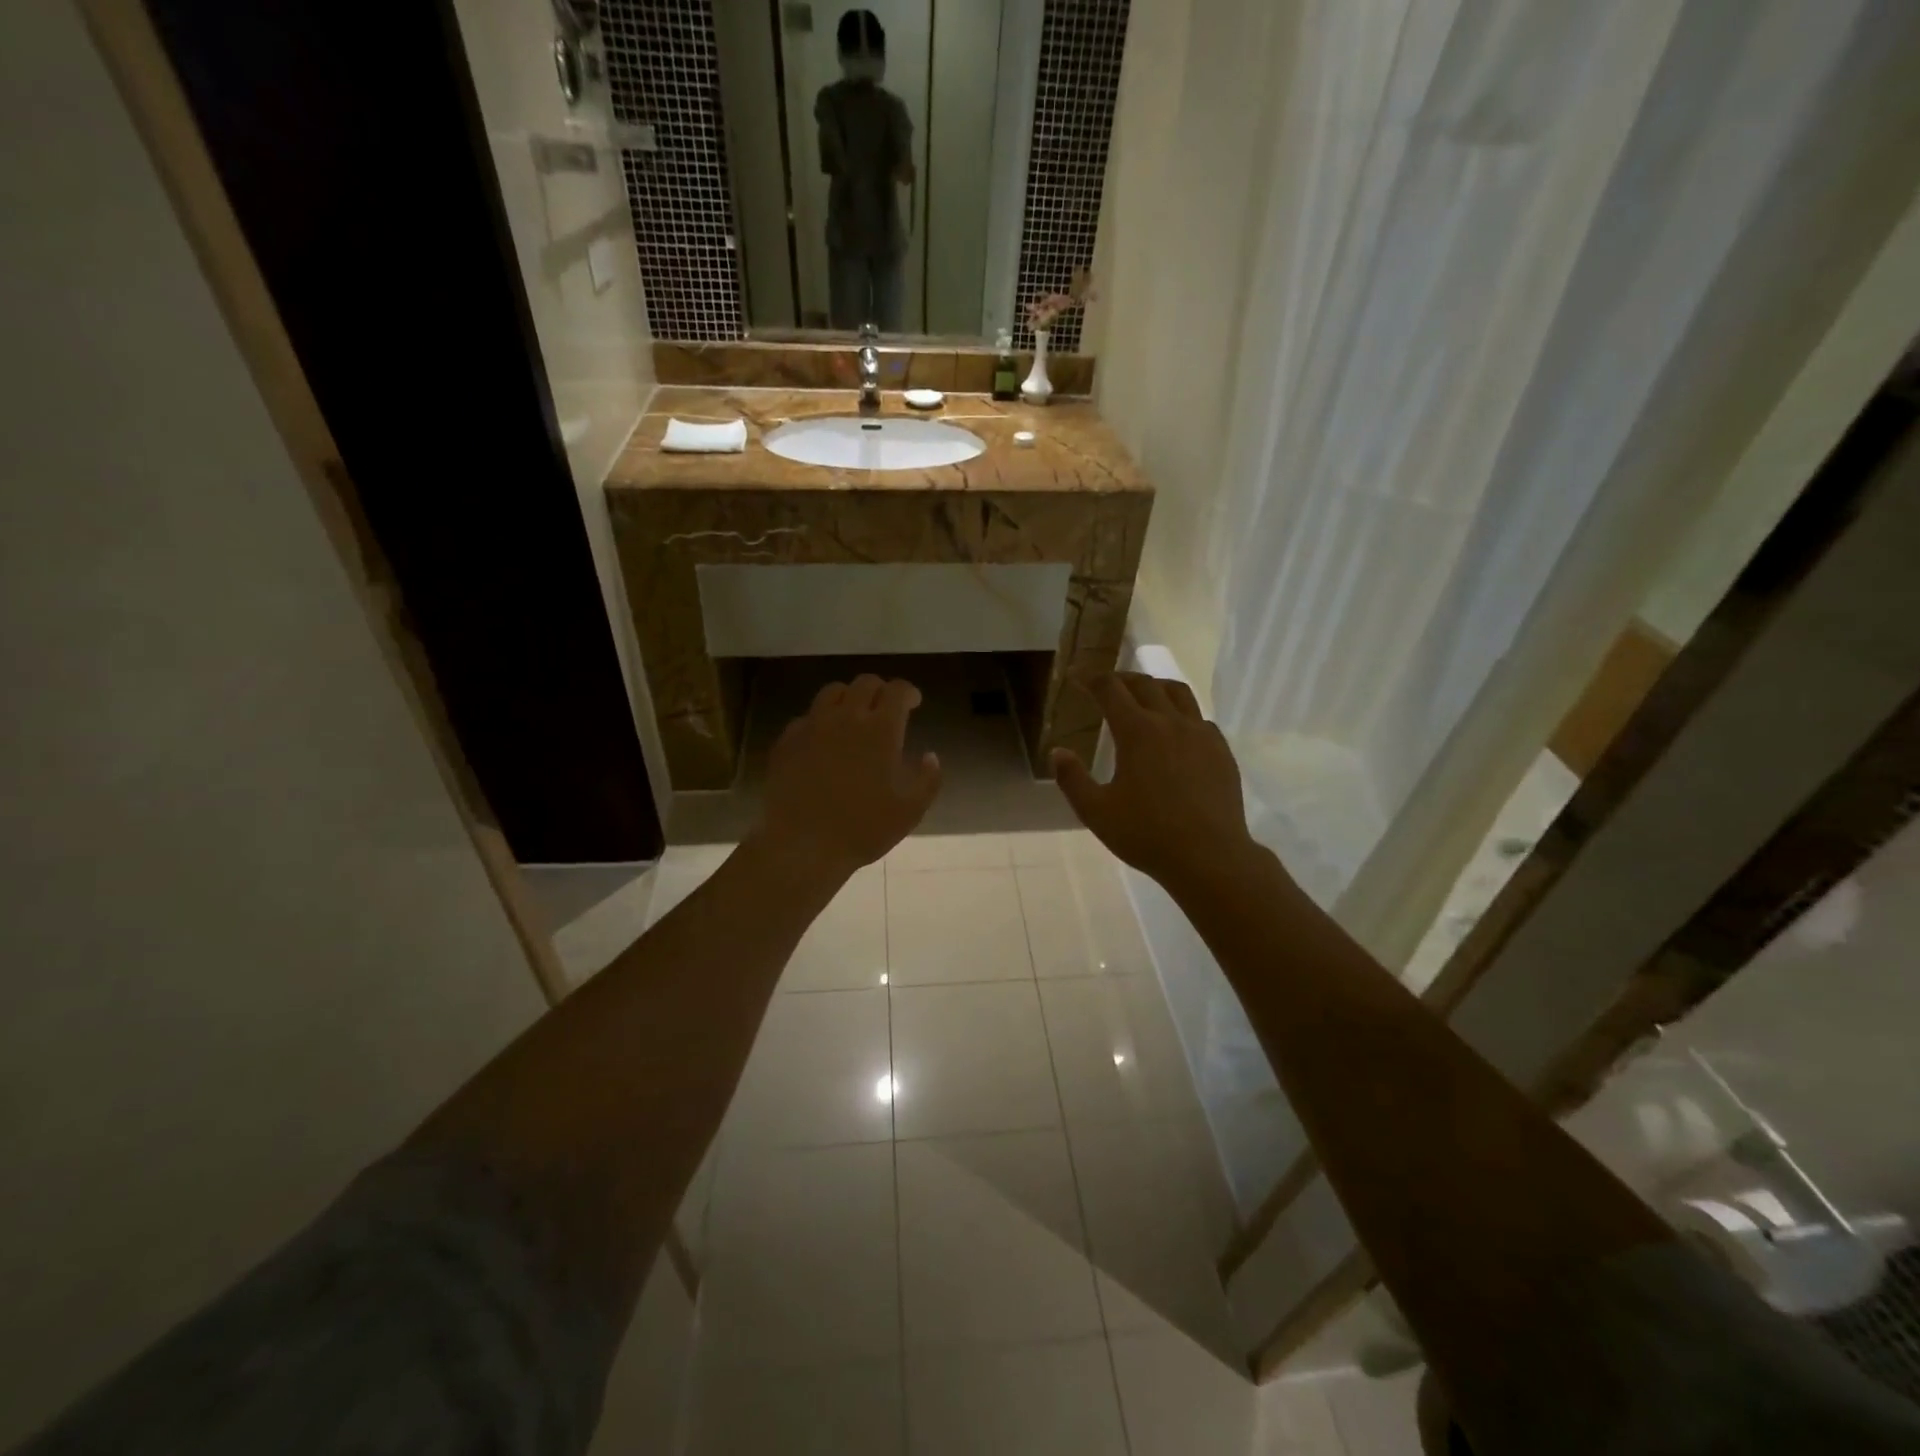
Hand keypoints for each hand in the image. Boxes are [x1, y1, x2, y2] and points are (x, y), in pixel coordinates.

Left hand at [758, 674, 942, 878]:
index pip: (897, 691)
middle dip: (880, 690)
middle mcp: (846, 717)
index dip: (908, 692)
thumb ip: (928, 780)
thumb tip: (930, 756)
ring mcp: (813, 726)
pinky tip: (824, 739)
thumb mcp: (910, 811)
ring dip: (849, 697)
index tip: (913, 702)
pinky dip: (822, 719)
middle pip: (865, 683)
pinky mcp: (787, 740)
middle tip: (886, 707)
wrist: (801, 844)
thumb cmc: (863, 828)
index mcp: (881, 729)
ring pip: (833, 692)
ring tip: (854, 715)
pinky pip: (807, 716)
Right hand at [1051, 674, 1261, 894]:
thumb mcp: (1096, 812)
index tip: (1078, 678)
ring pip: (1178, 693)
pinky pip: (1200, 718)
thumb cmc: (1147, 835)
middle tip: (1107, 685)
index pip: (1110, 689)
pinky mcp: (1221, 751)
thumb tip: (1058, 752)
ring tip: (1144, 696)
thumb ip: (1072, 779)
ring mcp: (1201, 734)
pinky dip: (1182, 714)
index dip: (1091, 679)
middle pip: (1145, 684)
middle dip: (1122, 679)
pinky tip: (1176, 732)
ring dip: (1155, 687)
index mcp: (1137, 731)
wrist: (1209, 857)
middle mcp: (1171, 722)